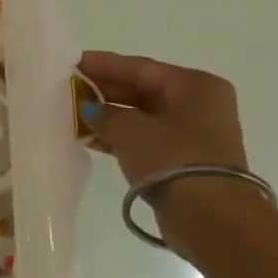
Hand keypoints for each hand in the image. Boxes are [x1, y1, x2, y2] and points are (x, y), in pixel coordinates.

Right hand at [77, 50, 247, 188]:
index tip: (71, 62)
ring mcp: (193, 133)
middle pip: (143, 89)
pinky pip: (145, 138)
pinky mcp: (183, 159)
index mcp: (195, 85)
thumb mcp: (130, 129)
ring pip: (142, 115)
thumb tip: (90, 109)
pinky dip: (119, 136)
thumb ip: (105, 113)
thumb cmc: (172, 158)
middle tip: (68, 88)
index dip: (103, 64)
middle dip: (105, 90)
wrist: (209, 215)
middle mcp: (199, 104)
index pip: (140, 67)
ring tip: (72, 113)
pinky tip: (90, 138)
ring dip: (109, 115)